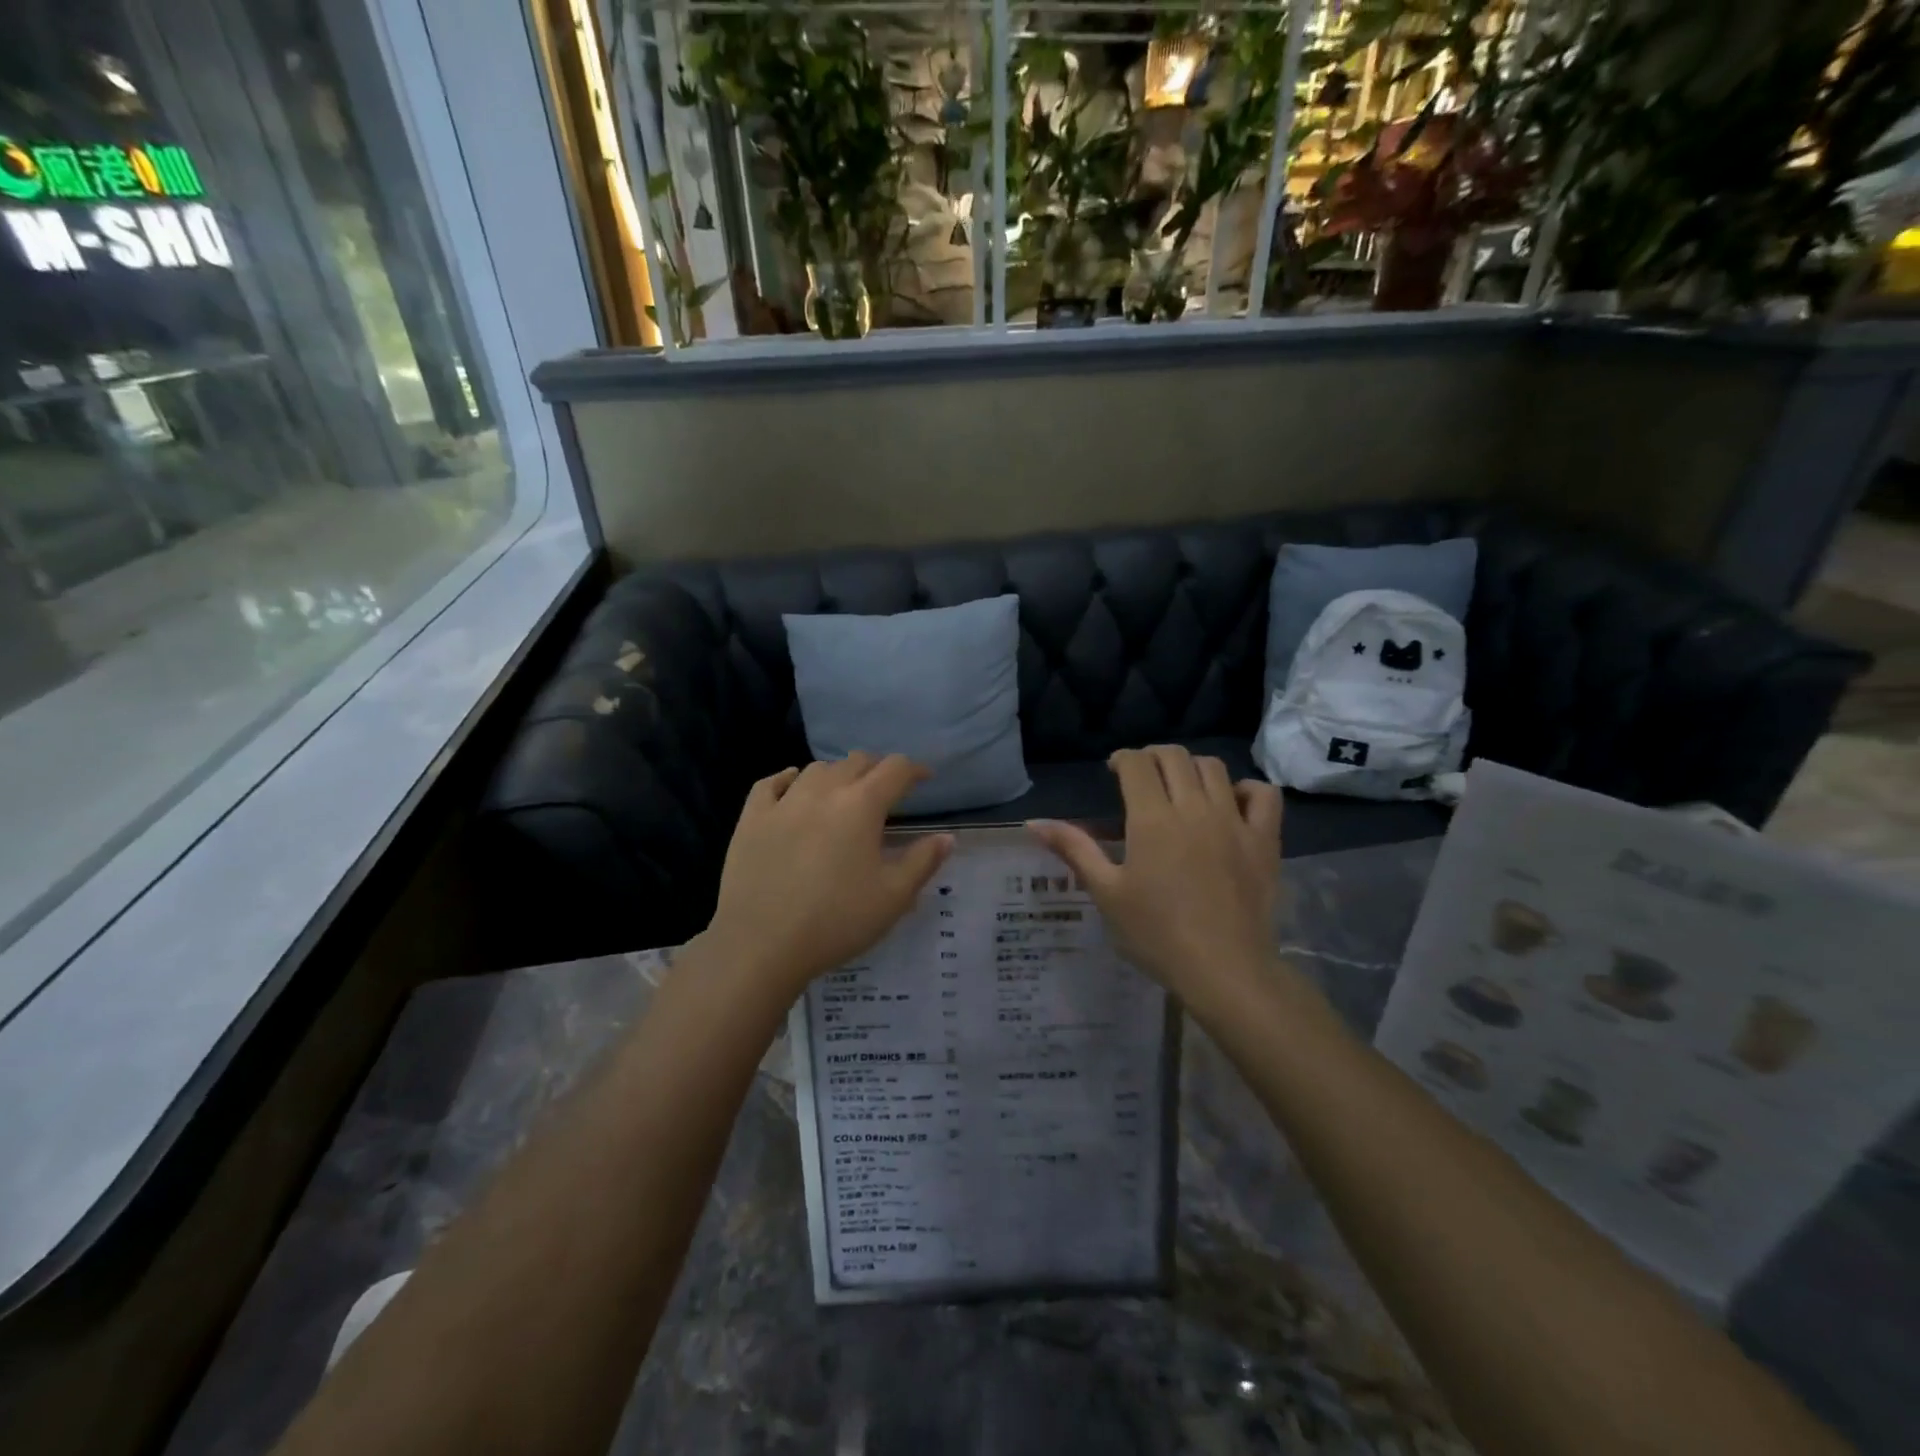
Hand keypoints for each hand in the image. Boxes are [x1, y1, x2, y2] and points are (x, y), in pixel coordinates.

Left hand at [701, 753, 952, 1001]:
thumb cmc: (837, 921)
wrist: (761, 944)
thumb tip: (946, 837)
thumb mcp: (893, 897)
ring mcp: (783, 802)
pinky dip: (789, 778)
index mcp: (862, 805)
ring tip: (843, 793)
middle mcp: (824, 791)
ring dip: (837, 774)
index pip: (895, 769)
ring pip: (816, 769)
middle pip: (856, 761)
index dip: (915, 769)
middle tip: (886, 790)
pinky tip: (793, 785)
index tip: (924, 779)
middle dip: (877, 769)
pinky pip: (771, 783)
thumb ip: (923, 861)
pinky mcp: (751, 818)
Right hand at [1029, 745, 1283, 1009]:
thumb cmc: (1156, 934)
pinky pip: (1263, 794)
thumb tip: (1033, 823)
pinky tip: (1231, 803)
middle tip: (1142, 777)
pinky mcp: (1264, 840)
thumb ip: (1074, 849)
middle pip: (1174, 757)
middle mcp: (1194, 807)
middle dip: (1153, 757)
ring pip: (1214, 767)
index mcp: (1152, 819)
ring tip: (1181, 787)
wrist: (1224, 969)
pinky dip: (1246, 789)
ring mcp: (1234, 821)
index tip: (1114, 772)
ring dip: (1192, 767)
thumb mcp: (1107, 893)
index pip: (1137, 764)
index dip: (1123, 759)